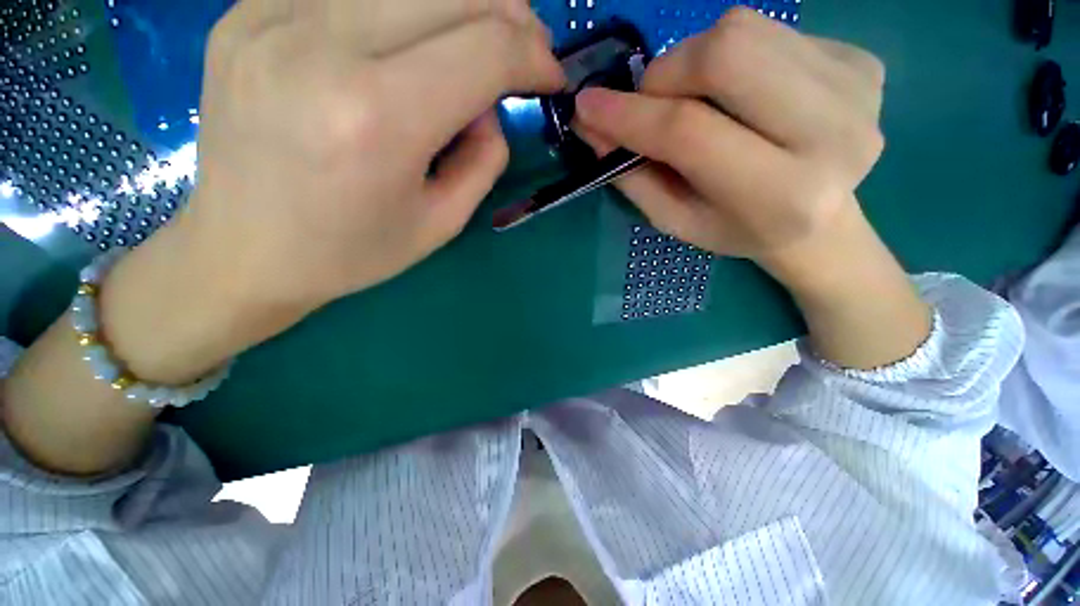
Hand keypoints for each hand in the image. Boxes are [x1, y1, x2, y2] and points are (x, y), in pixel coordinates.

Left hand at [0, 0, 565, 475]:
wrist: (233, 256)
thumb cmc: (347, 258)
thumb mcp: (438, 223)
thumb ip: (477, 153)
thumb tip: (496, 105)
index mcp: (375, 120)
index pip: (482, 47)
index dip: (531, 53)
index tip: (554, 76)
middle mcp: (325, 48)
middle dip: (508, 21)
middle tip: (532, 57)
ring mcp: (279, 14)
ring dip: (465, 7)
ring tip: (486, 50)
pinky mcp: (260, 8)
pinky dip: (416, 7)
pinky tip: (423, 45)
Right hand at [574, 8, 884, 276]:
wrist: (820, 221)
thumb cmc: (737, 229)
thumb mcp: (677, 220)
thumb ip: (634, 176)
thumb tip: (594, 126)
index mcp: (780, 194)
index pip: (690, 132)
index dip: (630, 115)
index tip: (587, 107)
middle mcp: (834, 135)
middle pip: (726, 53)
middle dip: (667, 73)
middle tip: (653, 102)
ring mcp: (857, 87)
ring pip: (745, 28)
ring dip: (696, 61)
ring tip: (698, 101)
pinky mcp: (865, 58)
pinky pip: (772, 31)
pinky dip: (735, 57)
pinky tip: (743, 96)